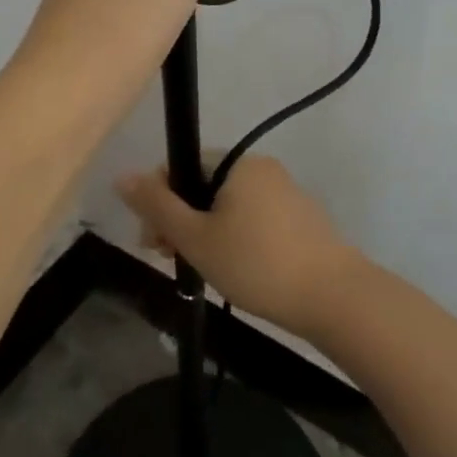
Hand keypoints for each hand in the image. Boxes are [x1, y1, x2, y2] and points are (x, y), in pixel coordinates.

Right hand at [115, 156, 362, 340]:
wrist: (333, 294)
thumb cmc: (256, 264)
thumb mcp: (197, 238)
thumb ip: (157, 206)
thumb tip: (123, 175)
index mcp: (235, 162)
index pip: (181, 166)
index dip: (158, 200)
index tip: (153, 241)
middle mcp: (260, 167)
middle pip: (203, 184)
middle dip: (179, 219)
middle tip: (170, 259)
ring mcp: (283, 190)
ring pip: (227, 204)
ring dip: (204, 230)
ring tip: (201, 269)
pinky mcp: (298, 215)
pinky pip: (252, 216)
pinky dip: (234, 235)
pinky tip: (234, 267)